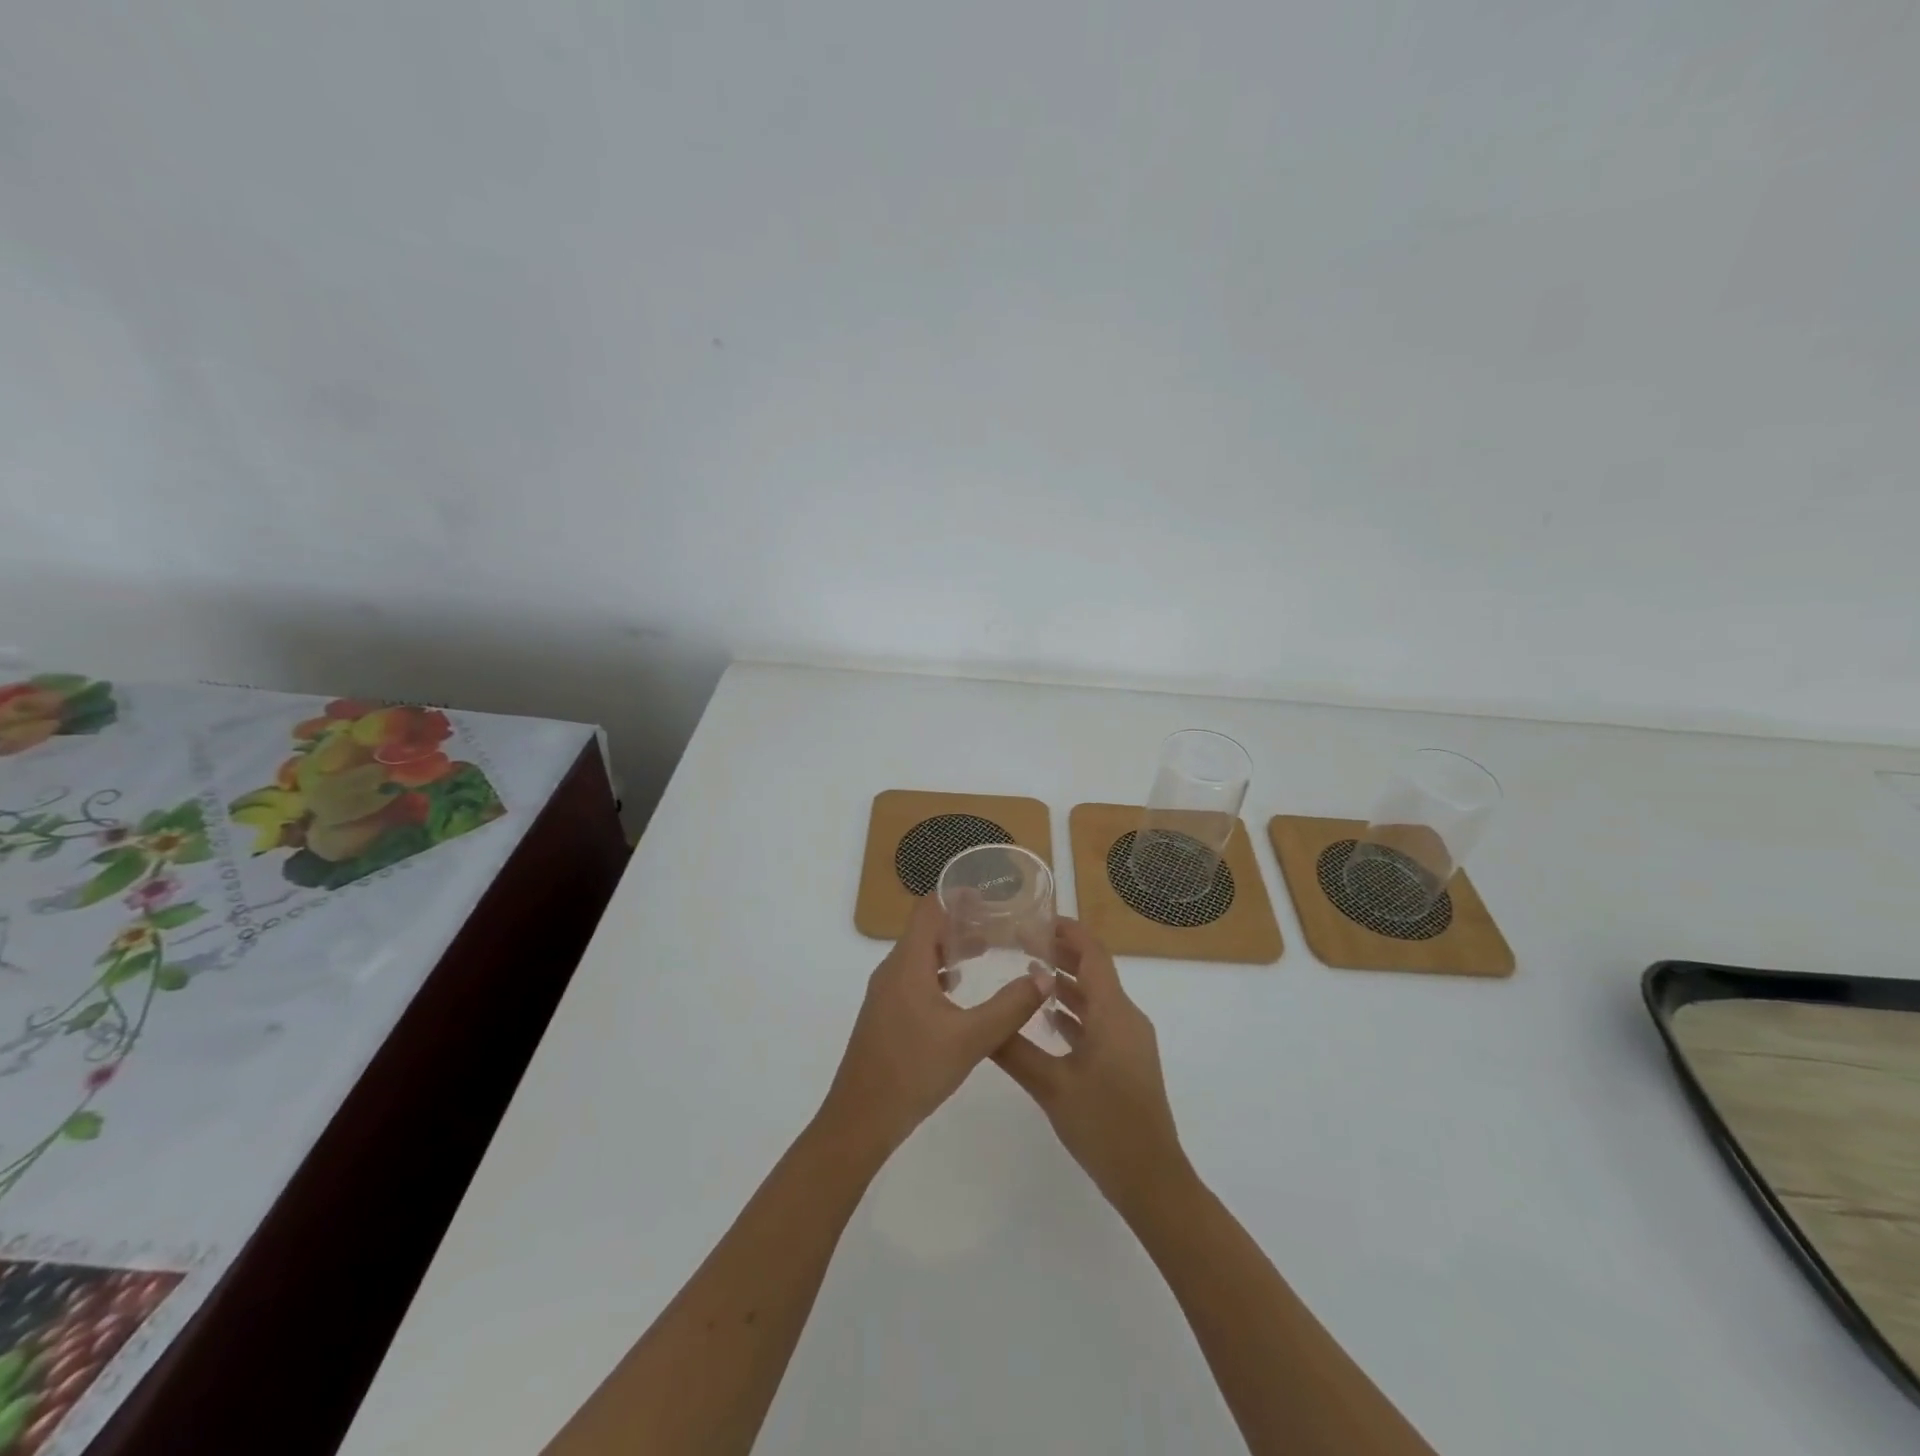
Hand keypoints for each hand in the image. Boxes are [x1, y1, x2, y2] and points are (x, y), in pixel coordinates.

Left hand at [818, 894, 1050, 1164]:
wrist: (860, 1119)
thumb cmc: (913, 1070)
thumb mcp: (971, 1039)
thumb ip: (1010, 1007)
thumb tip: (1043, 977)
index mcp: (907, 964)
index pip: (928, 909)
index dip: (956, 896)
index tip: (989, 896)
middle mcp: (892, 970)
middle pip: (925, 930)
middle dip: (960, 923)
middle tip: (998, 924)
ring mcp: (886, 994)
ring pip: (920, 956)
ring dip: (950, 949)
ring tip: (987, 952)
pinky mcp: (886, 1015)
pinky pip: (914, 978)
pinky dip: (939, 973)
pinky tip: (960, 992)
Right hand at [992, 917, 1190, 1213]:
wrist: (1152, 1180)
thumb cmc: (1104, 1125)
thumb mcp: (1051, 1086)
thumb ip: (1014, 1050)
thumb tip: (981, 1021)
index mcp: (1113, 1012)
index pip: (1092, 953)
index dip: (1066, 931)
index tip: (1034, 918)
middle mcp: (1126, 1018)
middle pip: (1094, 971)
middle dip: (1061, 953)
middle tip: (1021, 942)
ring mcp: (1129, 1040)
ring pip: (1096, 998)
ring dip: (1065, 983)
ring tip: (1028, 972)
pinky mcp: (1127, 1061)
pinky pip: (1100, 1022)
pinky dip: (1074, 1012)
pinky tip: (1047, 1019)